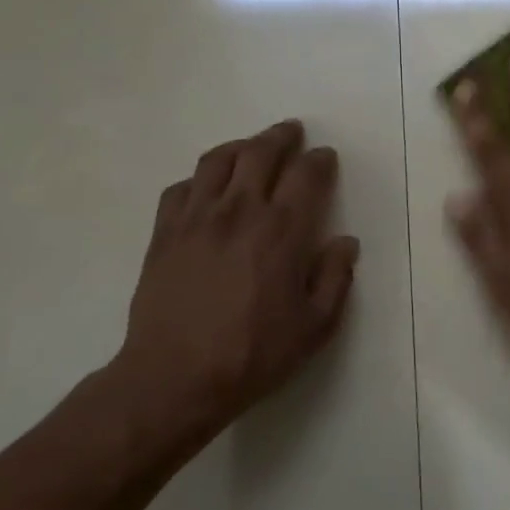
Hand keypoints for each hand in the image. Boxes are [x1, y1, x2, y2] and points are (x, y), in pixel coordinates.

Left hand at [109, 119, 359, 446]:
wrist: (175, 377)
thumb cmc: (254, 354)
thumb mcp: (314, 326)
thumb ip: (335, 279)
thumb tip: (345, 243)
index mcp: (282, 231)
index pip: (306, 175)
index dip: (319, 160)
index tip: (325, 157)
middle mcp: (240, 211)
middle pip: (260, 153)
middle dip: (281, 137)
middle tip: (292, 132)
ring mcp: (196, 218)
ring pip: (217, 160)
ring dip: (240, 146)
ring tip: (250, 148)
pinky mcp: (164, 233)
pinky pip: (181, 187)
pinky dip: (199, 178)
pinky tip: (206, 188)